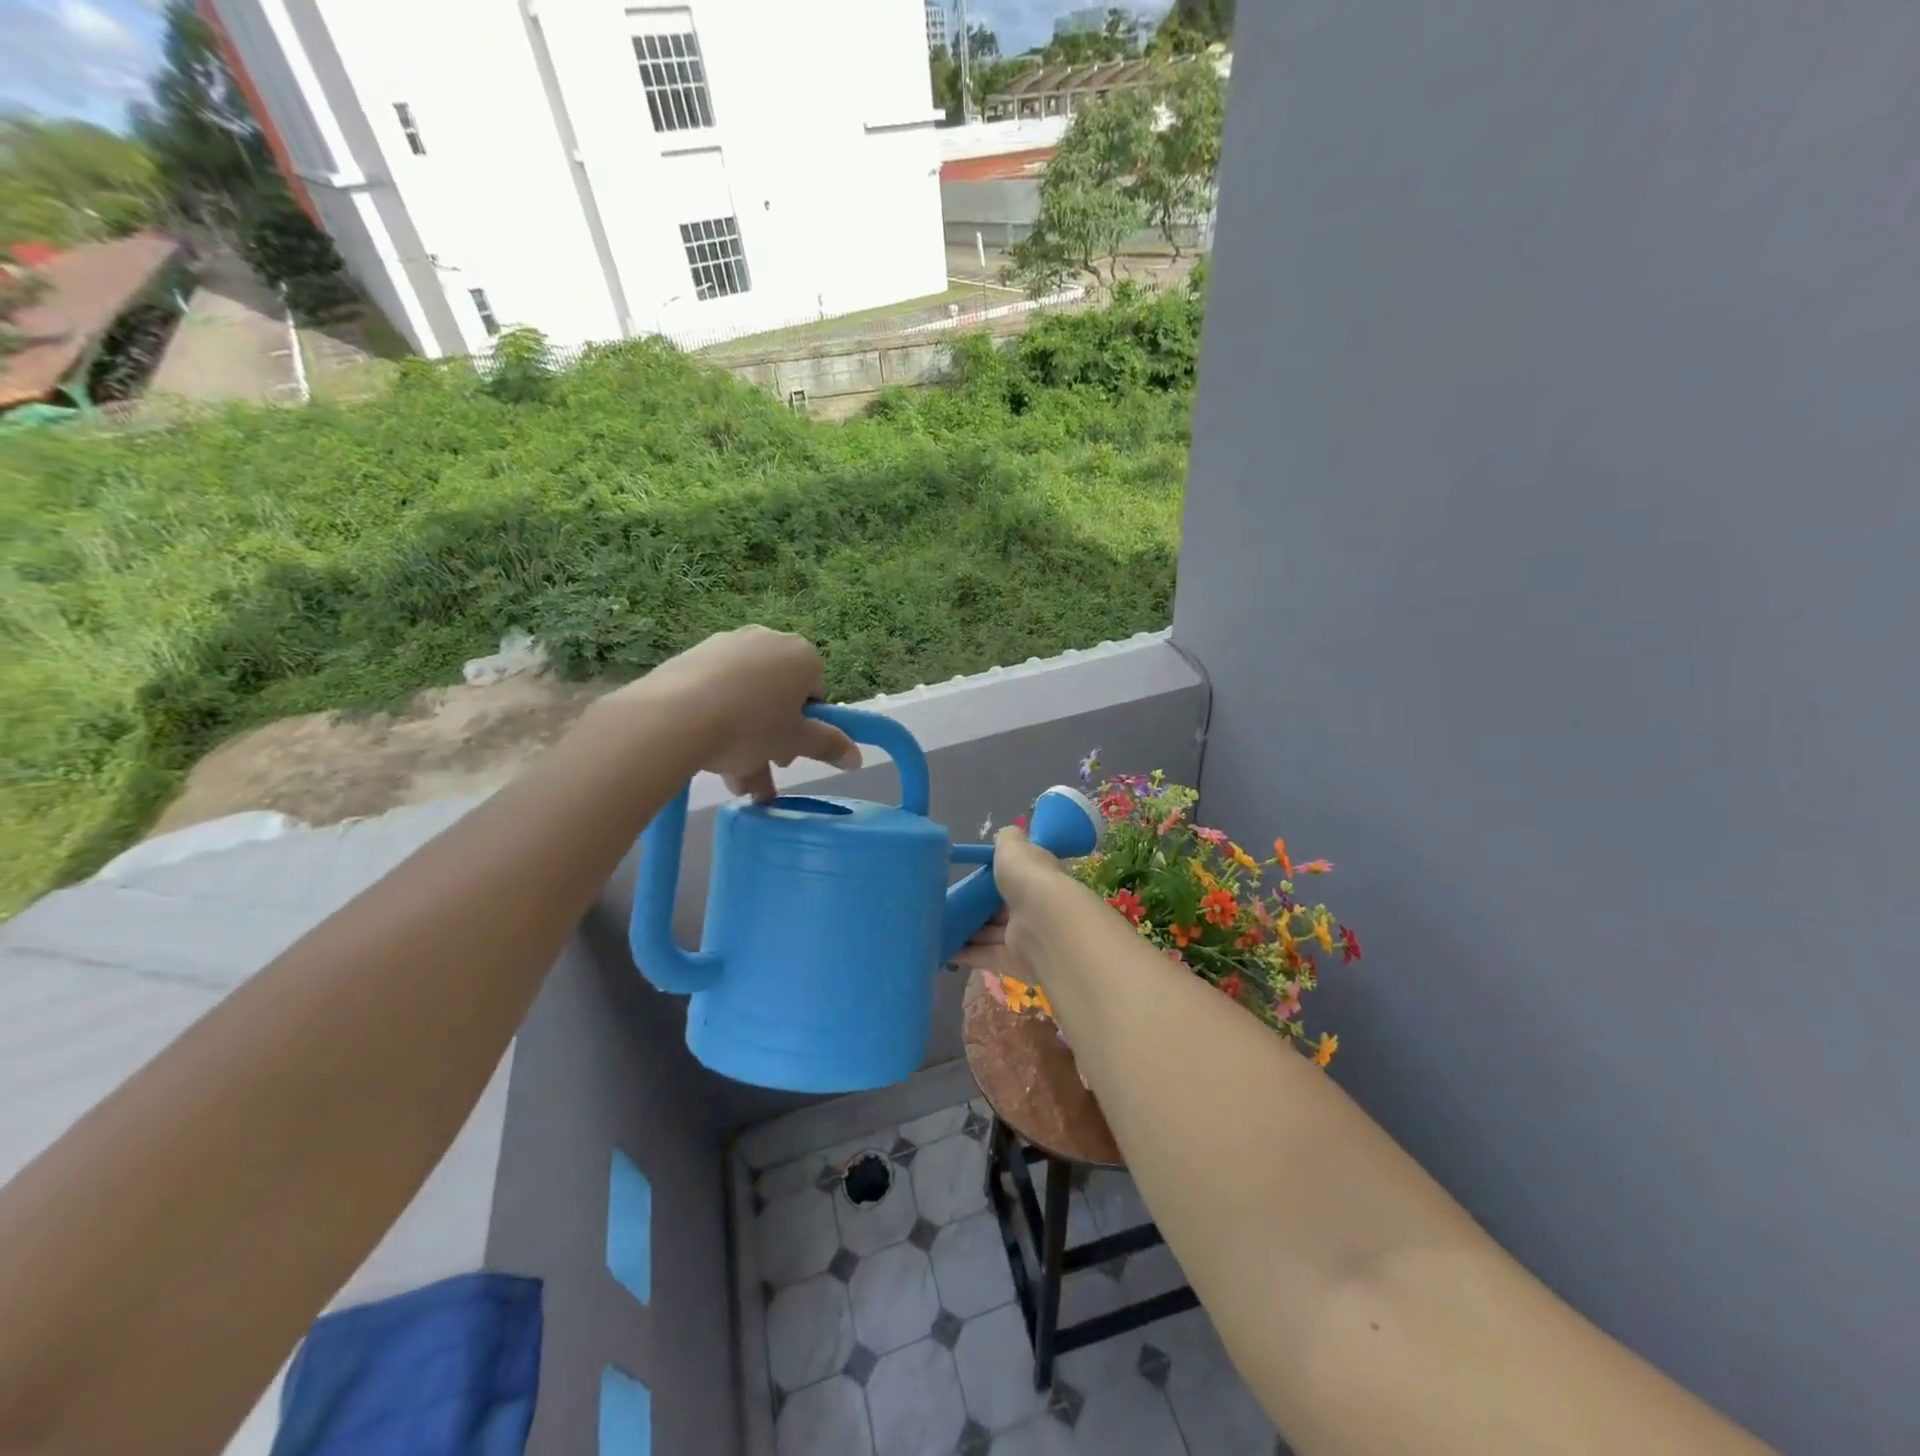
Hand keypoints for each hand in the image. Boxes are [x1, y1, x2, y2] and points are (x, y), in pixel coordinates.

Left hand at [622, 626, 861, 799]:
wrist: (673, 717)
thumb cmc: (750, 727)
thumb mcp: (795, 741)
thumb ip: (829, 746)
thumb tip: (857, 757)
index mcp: (802, 655)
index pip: (816, 693)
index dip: (806, 727)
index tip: (790, 752)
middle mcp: (768, 641)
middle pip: (780, 696)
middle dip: (774, 737)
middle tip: (766, 766)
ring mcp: (727, 646)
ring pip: (747, 699)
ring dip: (747, 741)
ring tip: (736, 784)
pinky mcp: (693, 657)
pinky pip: (718, 692)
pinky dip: (720, 721)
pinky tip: (711, 757)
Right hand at [951, 827, 1068, 979]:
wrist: (1046, 924)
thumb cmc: (1029, 878)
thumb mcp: (1014, 848)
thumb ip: (1007, 839)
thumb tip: (1003, 834)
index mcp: (1037, 877)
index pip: (1016, 877)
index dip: (995, 877)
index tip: (969, 877)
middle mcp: (1033, 907)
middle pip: (1000, 908)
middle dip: (976, 907)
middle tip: (945, 903)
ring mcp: (1025, 936)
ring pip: (991, 934)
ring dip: (967, 931)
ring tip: (936, 926)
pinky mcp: (1014, 961)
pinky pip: (986, 956)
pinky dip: (965, 953)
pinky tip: (941, 948)